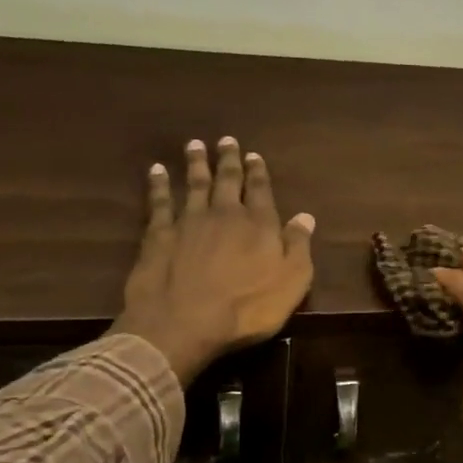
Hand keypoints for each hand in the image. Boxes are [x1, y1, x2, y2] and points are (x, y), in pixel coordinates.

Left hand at [109, 138, 314, 383]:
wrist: (184, 323)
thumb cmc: (247, 309)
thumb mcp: (290, 283)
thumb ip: (298, 247)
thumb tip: (305, 217)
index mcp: (259, 225)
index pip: (260, 191)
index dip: (258, 172)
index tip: (254, 155)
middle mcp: (224, 214)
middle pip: (227, 180)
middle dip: (229, 160)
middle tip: (226, 140)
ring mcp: (188, 222)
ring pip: (194, 185)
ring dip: (196, 164)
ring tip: (195, 145)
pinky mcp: (159, 235)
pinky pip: (160, 202)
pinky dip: (158, 184)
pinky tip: (156, 171)